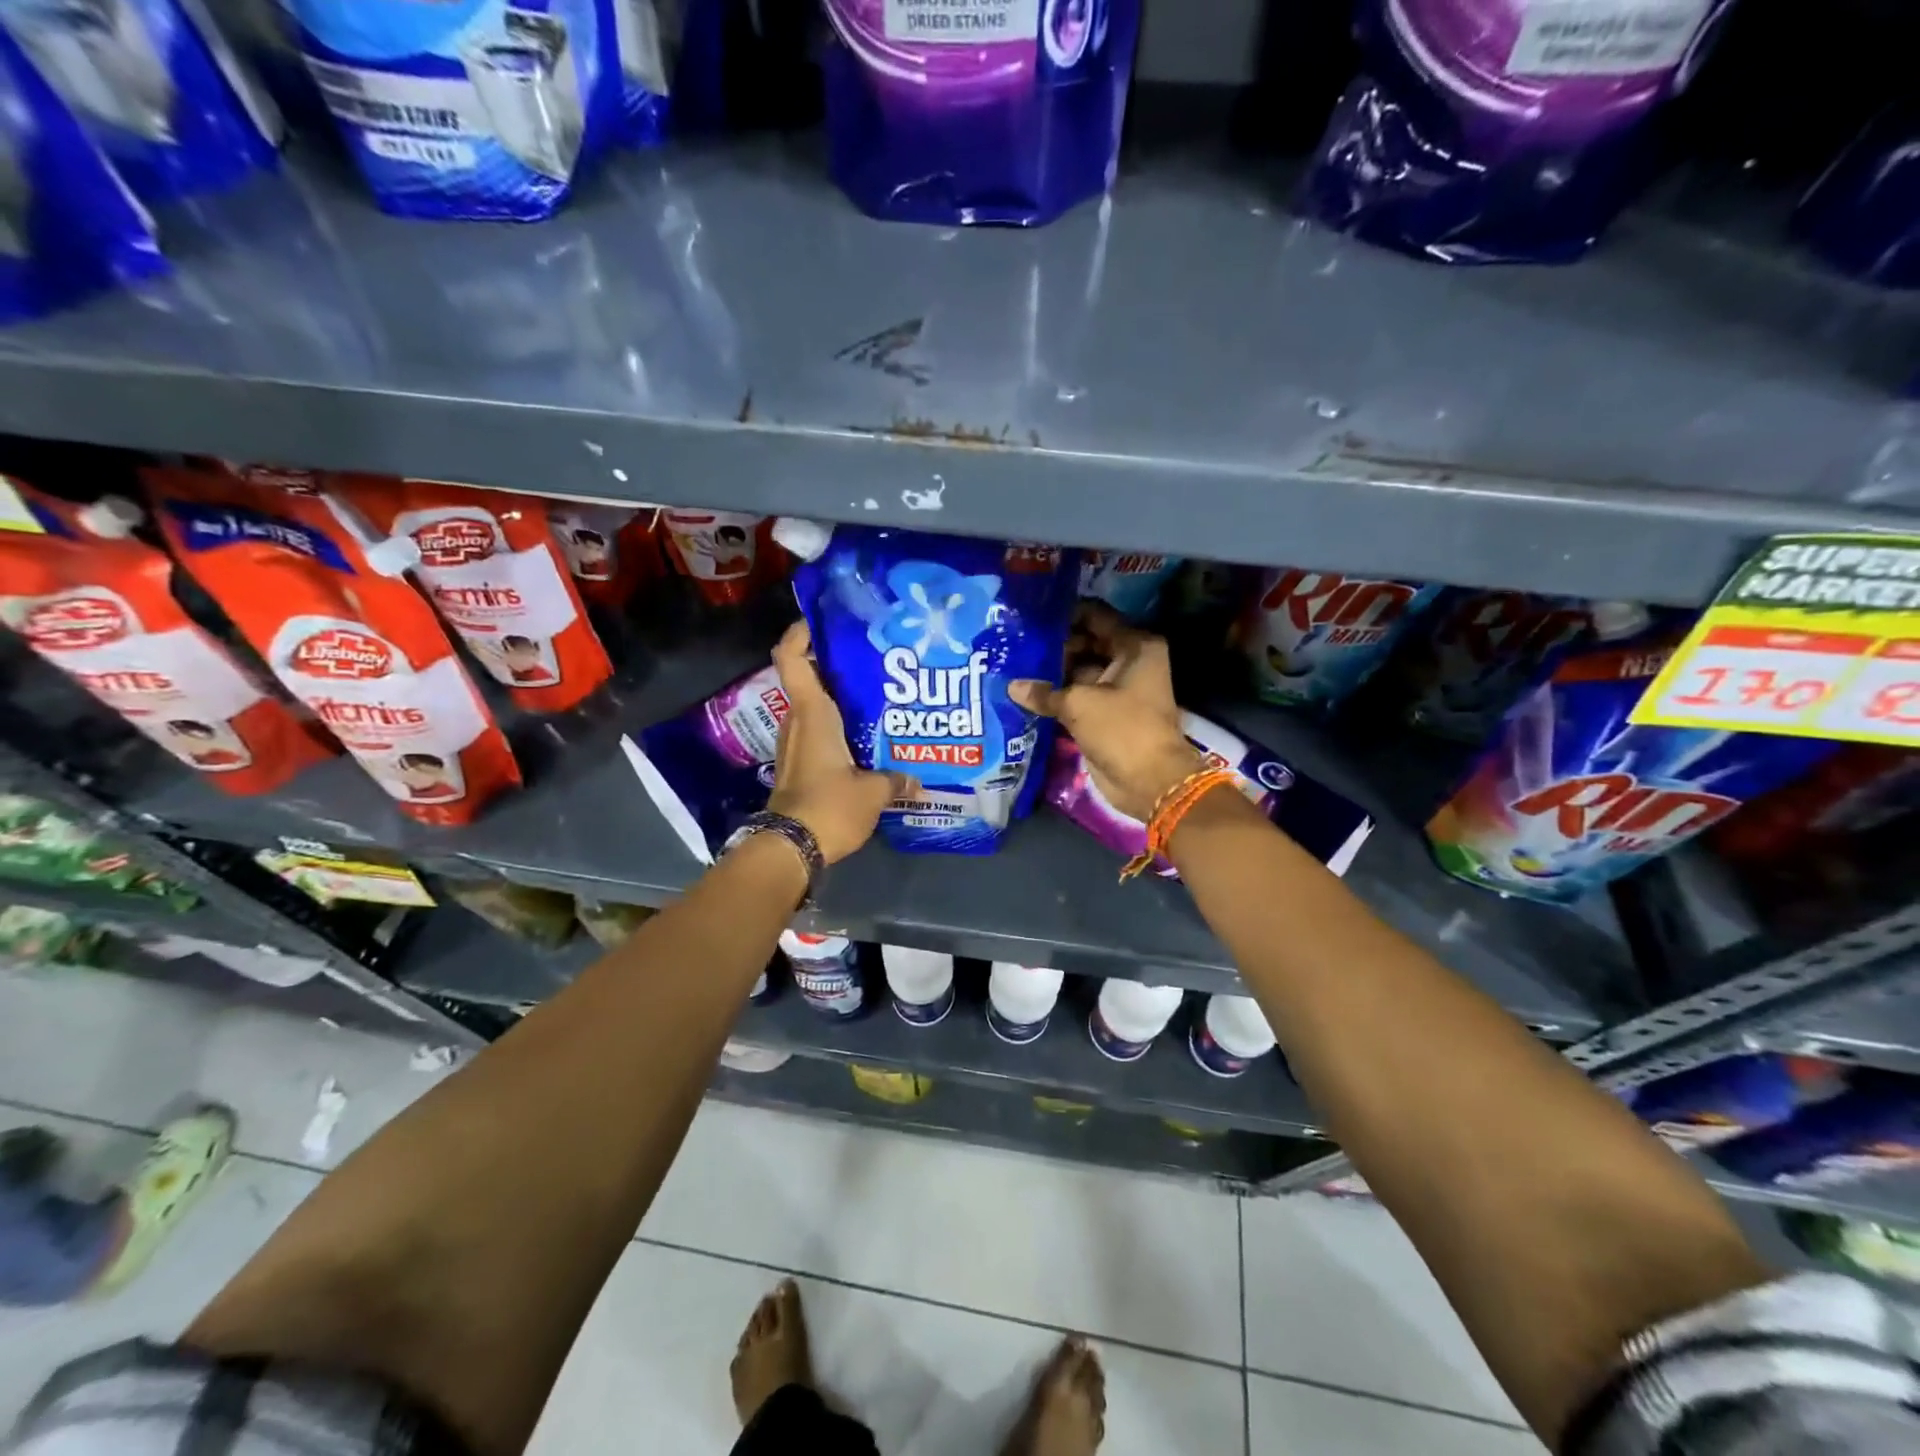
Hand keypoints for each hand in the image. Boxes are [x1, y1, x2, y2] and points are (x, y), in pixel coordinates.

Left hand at [768, 620, 913, 863]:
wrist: (790, 848)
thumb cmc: (829, 806)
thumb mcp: (872, 792)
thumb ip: (896, 780)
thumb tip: (918, 781)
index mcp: (812, 713)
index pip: (791, 657)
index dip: (800, 633)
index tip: (824, 620)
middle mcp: (798, 721)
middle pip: (809, 679)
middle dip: (836, 667)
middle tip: (875, 662)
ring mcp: (795, 744)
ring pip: (815, 709)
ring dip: (839, 701)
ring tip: (879, 699)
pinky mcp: (798, 766)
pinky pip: (817, 734)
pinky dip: (837, 728)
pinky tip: (868, 739)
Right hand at [1009, 605, 1201, 821]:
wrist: (1149, 781)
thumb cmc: (1122, 728)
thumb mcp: (1079, 704)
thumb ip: (1044, 691)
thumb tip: (1012, 686)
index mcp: (1134, 646)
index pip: (1095, 616)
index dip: (1065, 615)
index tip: (1031, 616)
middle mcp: (1130, 661)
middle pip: (1086, 642)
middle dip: (1055, 646)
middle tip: (1017, 643)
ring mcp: (1118, 688)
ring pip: (1080, 670)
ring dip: (1053, 672)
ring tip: (1014, 665)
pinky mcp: (1107, 713)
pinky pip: (1078, 695)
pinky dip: (1057, 695)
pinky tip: (1025, 692)